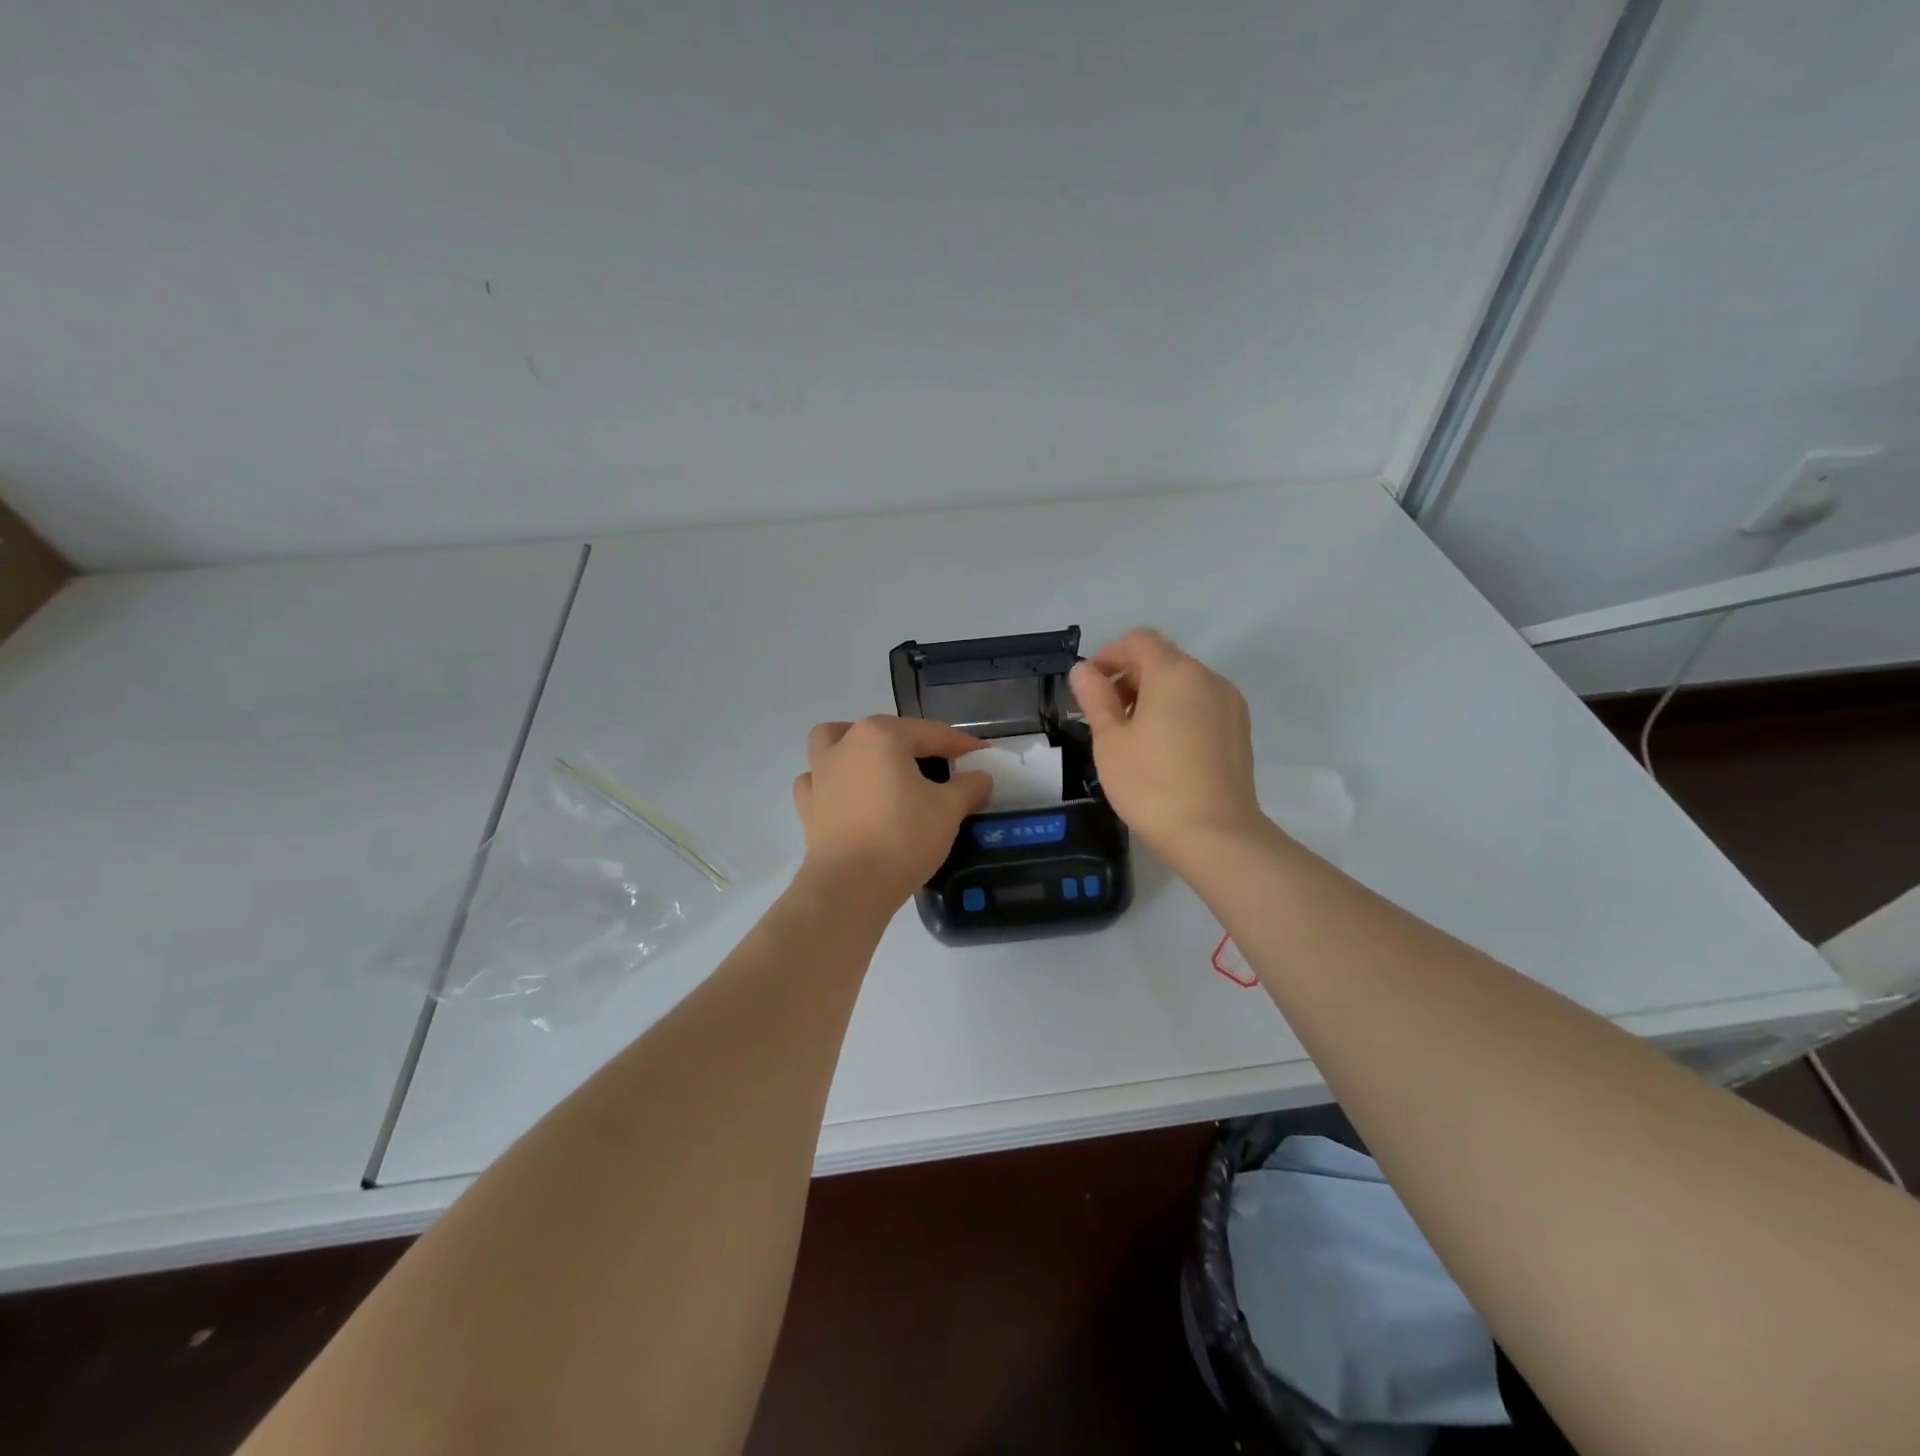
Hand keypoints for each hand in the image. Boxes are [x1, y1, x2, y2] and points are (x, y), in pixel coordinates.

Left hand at [791, 716, 992, 909]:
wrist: (850, 886)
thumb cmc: (903, 837)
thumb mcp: (949, 810)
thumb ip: (969, 787)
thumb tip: (981, 777)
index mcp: (881, 735)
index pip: (931, 733)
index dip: (961, 744)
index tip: (982, 755)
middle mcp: (846, 744)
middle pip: (885, 732)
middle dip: (913, 744)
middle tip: (940, 767)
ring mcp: (820, 774)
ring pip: (833, 742)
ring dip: (854, 746)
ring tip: (878, 765)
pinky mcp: (807, 805)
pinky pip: (817, 780)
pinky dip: (832, 781)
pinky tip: (848, 796)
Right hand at [1069, 629, 1266, 861]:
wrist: (1215, 834)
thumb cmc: (1151, 784)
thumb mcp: (1110, 740)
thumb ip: (1095, 697)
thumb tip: (1083, 670)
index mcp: (1174, 673)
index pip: (1138, 640)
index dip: (1109, 655)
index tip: (1089, 686)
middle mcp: (1208, 678)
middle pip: (1163, 660)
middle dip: (1130, 677)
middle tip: (1105, 716)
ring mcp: (1230, 704)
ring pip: (1184, 684)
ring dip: (1154, 696)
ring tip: (1133, 736)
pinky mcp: (1240, 730)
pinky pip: (1202, 705)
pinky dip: (1178, 712)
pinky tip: (1164, 749)